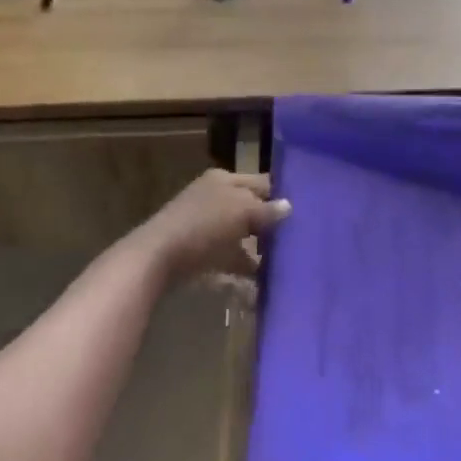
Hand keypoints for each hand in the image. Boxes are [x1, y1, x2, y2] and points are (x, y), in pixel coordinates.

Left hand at [136, 169, 290, 284]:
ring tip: (281, 263)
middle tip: (295, 239)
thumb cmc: (203, 226)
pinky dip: (242, 266)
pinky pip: (228, 256)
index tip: (304, 211)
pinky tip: (259, 281)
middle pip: (250, 207)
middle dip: (270, 224)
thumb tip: (288, 206)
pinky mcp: (199, 251)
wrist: (157, 258)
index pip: (260, 182)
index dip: (280, 194)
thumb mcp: (241, 212)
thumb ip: (266, 210)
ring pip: (240, 233)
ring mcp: (205, 224)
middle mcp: (215, 196)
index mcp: (225, 179)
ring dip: (258, 248)